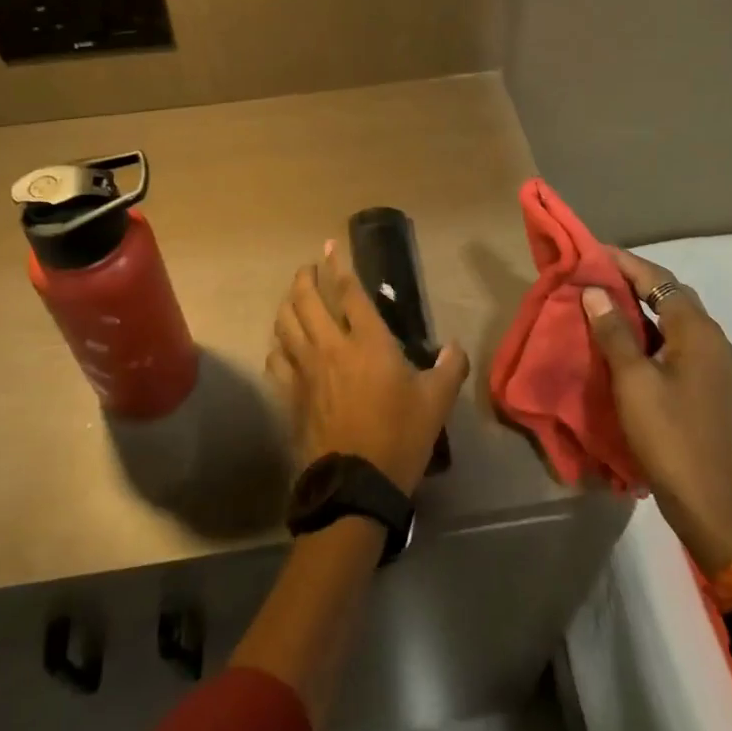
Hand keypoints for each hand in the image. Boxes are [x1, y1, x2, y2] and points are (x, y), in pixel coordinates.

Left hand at [267, 241, 470, 494]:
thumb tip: (454, 347)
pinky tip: (281, 345)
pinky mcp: (291, 395)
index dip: (339, 265)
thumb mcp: (436, 401)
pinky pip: (277, 359)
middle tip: (308, 268)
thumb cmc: (400, 436)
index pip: (349, 292)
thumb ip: (449, 367)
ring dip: (288, 304)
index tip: (329, 246)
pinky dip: (278, 344)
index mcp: (368, 342)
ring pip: (286, 324)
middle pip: (308, 300)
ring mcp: (305, 371)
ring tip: (294, 297)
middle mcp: (331, 347)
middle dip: (305, 278)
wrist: (356, 484)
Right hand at [583, 248, 731, 574]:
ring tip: (601, 298)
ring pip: (673, 317)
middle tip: (593, 273)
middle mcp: (712, 339)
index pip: (659, 280)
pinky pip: (675, 339)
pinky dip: (648, 328)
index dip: (625, 262)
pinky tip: (622, 336)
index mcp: (698, 332)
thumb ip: (614, 331)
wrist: (705, 499)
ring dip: (639, 304)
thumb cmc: (667, 434)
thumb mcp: (632, 380)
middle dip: (632, 279)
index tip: (590, 252)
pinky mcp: (704, 381)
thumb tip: (594, 290)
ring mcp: (712, 362)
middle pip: (670, 294)